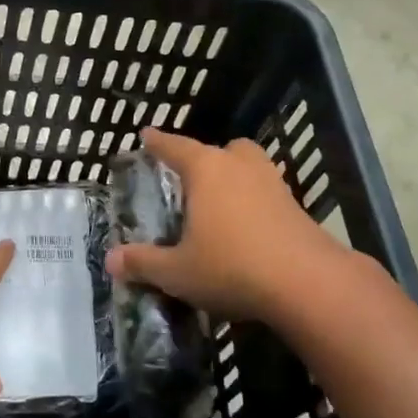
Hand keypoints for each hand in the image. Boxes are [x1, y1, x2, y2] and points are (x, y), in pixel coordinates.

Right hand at [104, 128, 352, 326]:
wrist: (307, 283)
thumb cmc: (231, 266)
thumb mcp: (178, 271)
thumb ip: (143, 263)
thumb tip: (110, 260)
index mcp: (206, 169)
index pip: (175, 147)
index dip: (158, 142)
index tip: (146, 134)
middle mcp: (239, 166)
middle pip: (221, 150)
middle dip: (205, 159)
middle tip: (191, 180)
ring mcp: (273, 183)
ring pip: (249, 168)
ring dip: (235, 178)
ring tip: (220, 205)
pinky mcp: (296, 206)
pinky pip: (267, 194)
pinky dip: (254, 203)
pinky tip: (247, 230)